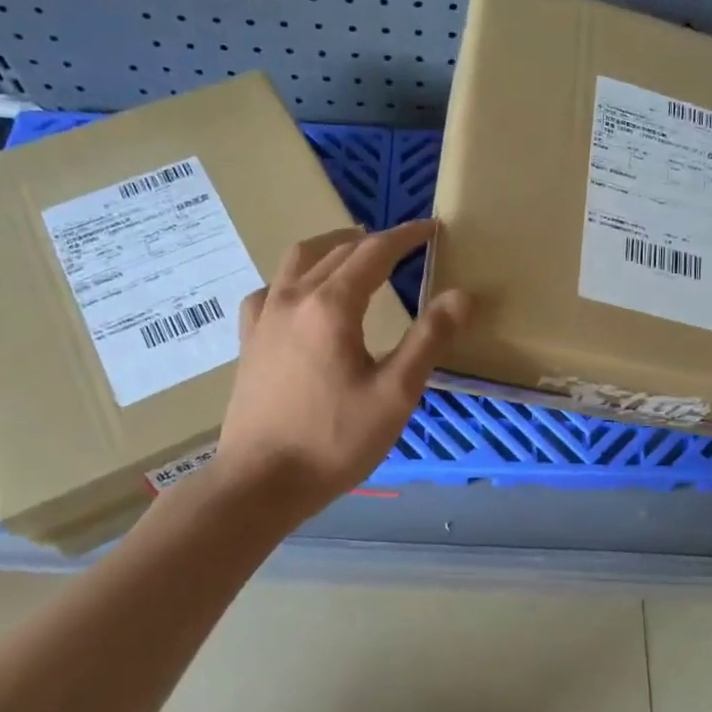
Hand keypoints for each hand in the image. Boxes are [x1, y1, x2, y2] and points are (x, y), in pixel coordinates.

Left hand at [206, 219, 468, 524]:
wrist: (261, 482)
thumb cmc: (335, 441)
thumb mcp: (395, 394)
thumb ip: (428, 340)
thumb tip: (461, 296)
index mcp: (331, 306)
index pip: (374, 252)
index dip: (406, 237)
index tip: (432, 229)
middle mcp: (293, 298)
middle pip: (336, 251)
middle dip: (373, 241)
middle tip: (404, 245)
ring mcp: (264, 318)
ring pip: (297, 262)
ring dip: (331, 248)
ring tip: (354, 252)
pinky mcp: (249, 342)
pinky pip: (270, 291)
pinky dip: (294, 279)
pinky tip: (300, 296)